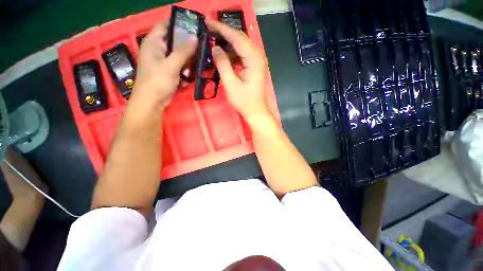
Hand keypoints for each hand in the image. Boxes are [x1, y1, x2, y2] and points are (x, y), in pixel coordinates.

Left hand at [133, 22, 197, 109]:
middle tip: (202, 46)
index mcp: (153, 43)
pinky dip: (186, 70)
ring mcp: (164, 62)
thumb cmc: (157, 81)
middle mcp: (158, 50)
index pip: (165, 25)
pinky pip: (180, 67)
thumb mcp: (171, 65)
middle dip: (188, 45)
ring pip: (179, 56)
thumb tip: (195, 37)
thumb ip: (183, 51)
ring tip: (199, 63)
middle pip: (174, 41)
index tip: (194, 27)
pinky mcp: (169, 72)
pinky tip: (191, 76)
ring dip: (189, 60)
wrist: (152, 102)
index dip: (178, 24)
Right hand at [206, 19, 271, 123]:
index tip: (208, 22)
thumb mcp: (230, 84)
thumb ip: (222, 64)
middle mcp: (258, 56)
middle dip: (225, 33)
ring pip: (242, 46)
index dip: (222, 29)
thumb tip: (215, 48)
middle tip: (209, 30)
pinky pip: (243, 55)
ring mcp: (258, 62)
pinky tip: (224, 55)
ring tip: (214, 41)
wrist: (256, 111)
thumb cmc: (244, 101)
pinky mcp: (255, 67)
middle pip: (241, 38)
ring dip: (229, 43)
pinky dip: (234, 53)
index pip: (237, 37)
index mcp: (254, 59)